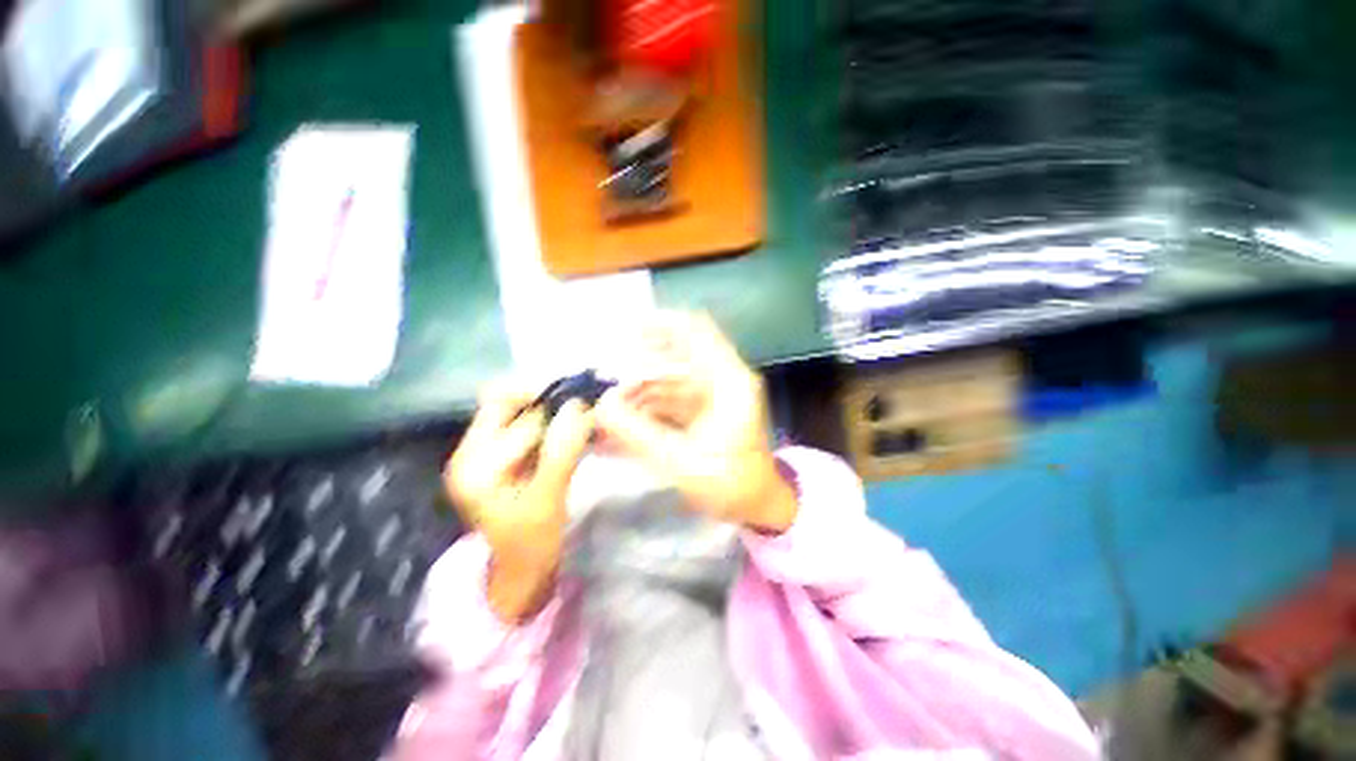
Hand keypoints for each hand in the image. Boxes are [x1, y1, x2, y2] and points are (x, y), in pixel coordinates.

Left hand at [444, 382, 594, 622]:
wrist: (519, 570)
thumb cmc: (533, 543)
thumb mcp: (549, 499)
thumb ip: (562, 452)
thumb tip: (578, 407)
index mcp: (474, 468)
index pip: (517, 420)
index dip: (555, 409)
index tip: (588, 406)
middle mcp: (468, 453)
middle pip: (505, 404)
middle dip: (546, 400)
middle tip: (583, 405)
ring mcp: (478, 453)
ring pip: (513, 410)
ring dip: (546, 407)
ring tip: (577, 414)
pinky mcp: (494, 455)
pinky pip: (519, 423)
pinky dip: (544, 419)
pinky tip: (566, 428)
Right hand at [596, 312, 797, 532]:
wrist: (757, 504)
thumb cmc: (730, 484)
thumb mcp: (681, 461)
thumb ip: (638, 434)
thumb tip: (601, 406)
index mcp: (729, 381)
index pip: (696, 331)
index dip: (663, 323)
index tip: (627, 328)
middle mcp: (723, 378)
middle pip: (678, 353)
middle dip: (641, 363)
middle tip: (607, 377)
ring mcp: (714, 392)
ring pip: (670, 376)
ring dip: (640, 388)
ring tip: (611, 406)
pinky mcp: (705, 408)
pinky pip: (672, 395)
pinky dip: (649, 403)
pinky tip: (626, 417)